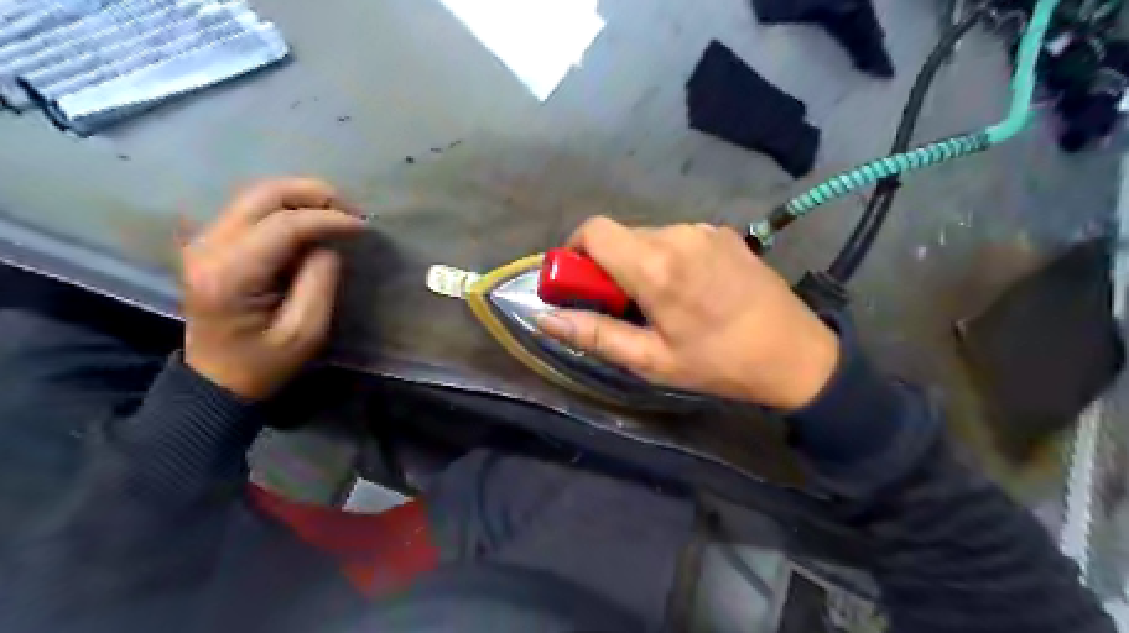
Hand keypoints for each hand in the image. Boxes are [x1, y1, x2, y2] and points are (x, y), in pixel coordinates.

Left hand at [182, 175, 362, 400]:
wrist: (216, 379)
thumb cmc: (266, 362)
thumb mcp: (307, 332)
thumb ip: (320, 282)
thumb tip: (328, 245)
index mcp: (230, 274)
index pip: (283, 225)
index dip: (329, 219)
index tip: (364, 227)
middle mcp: (208, 247)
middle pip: (262, 195)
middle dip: (314, 194)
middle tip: (352, 210)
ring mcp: (204, 242)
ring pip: (255, 195)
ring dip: (301, 197)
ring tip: (338, 213)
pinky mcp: (210, 243)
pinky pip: (251, 209)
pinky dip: (287, 207)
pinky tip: (312, 220)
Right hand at [536, 217, 835, 409]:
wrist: (796, 353)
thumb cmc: (718, 363)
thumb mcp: (651, 359)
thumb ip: (593, 334)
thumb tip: (543, 318)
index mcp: (655, 264)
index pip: (593, 231)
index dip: (574, 253)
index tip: (579, 286)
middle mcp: (676, 234)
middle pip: (618, 235)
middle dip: (606, 266)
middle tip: (622, 307)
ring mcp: (703, 229)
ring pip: (647, 236)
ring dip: (638, 263)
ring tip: (661, 302)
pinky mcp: (722, 232)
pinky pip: (676, 238)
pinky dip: (666, 258)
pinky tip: (689, 290)